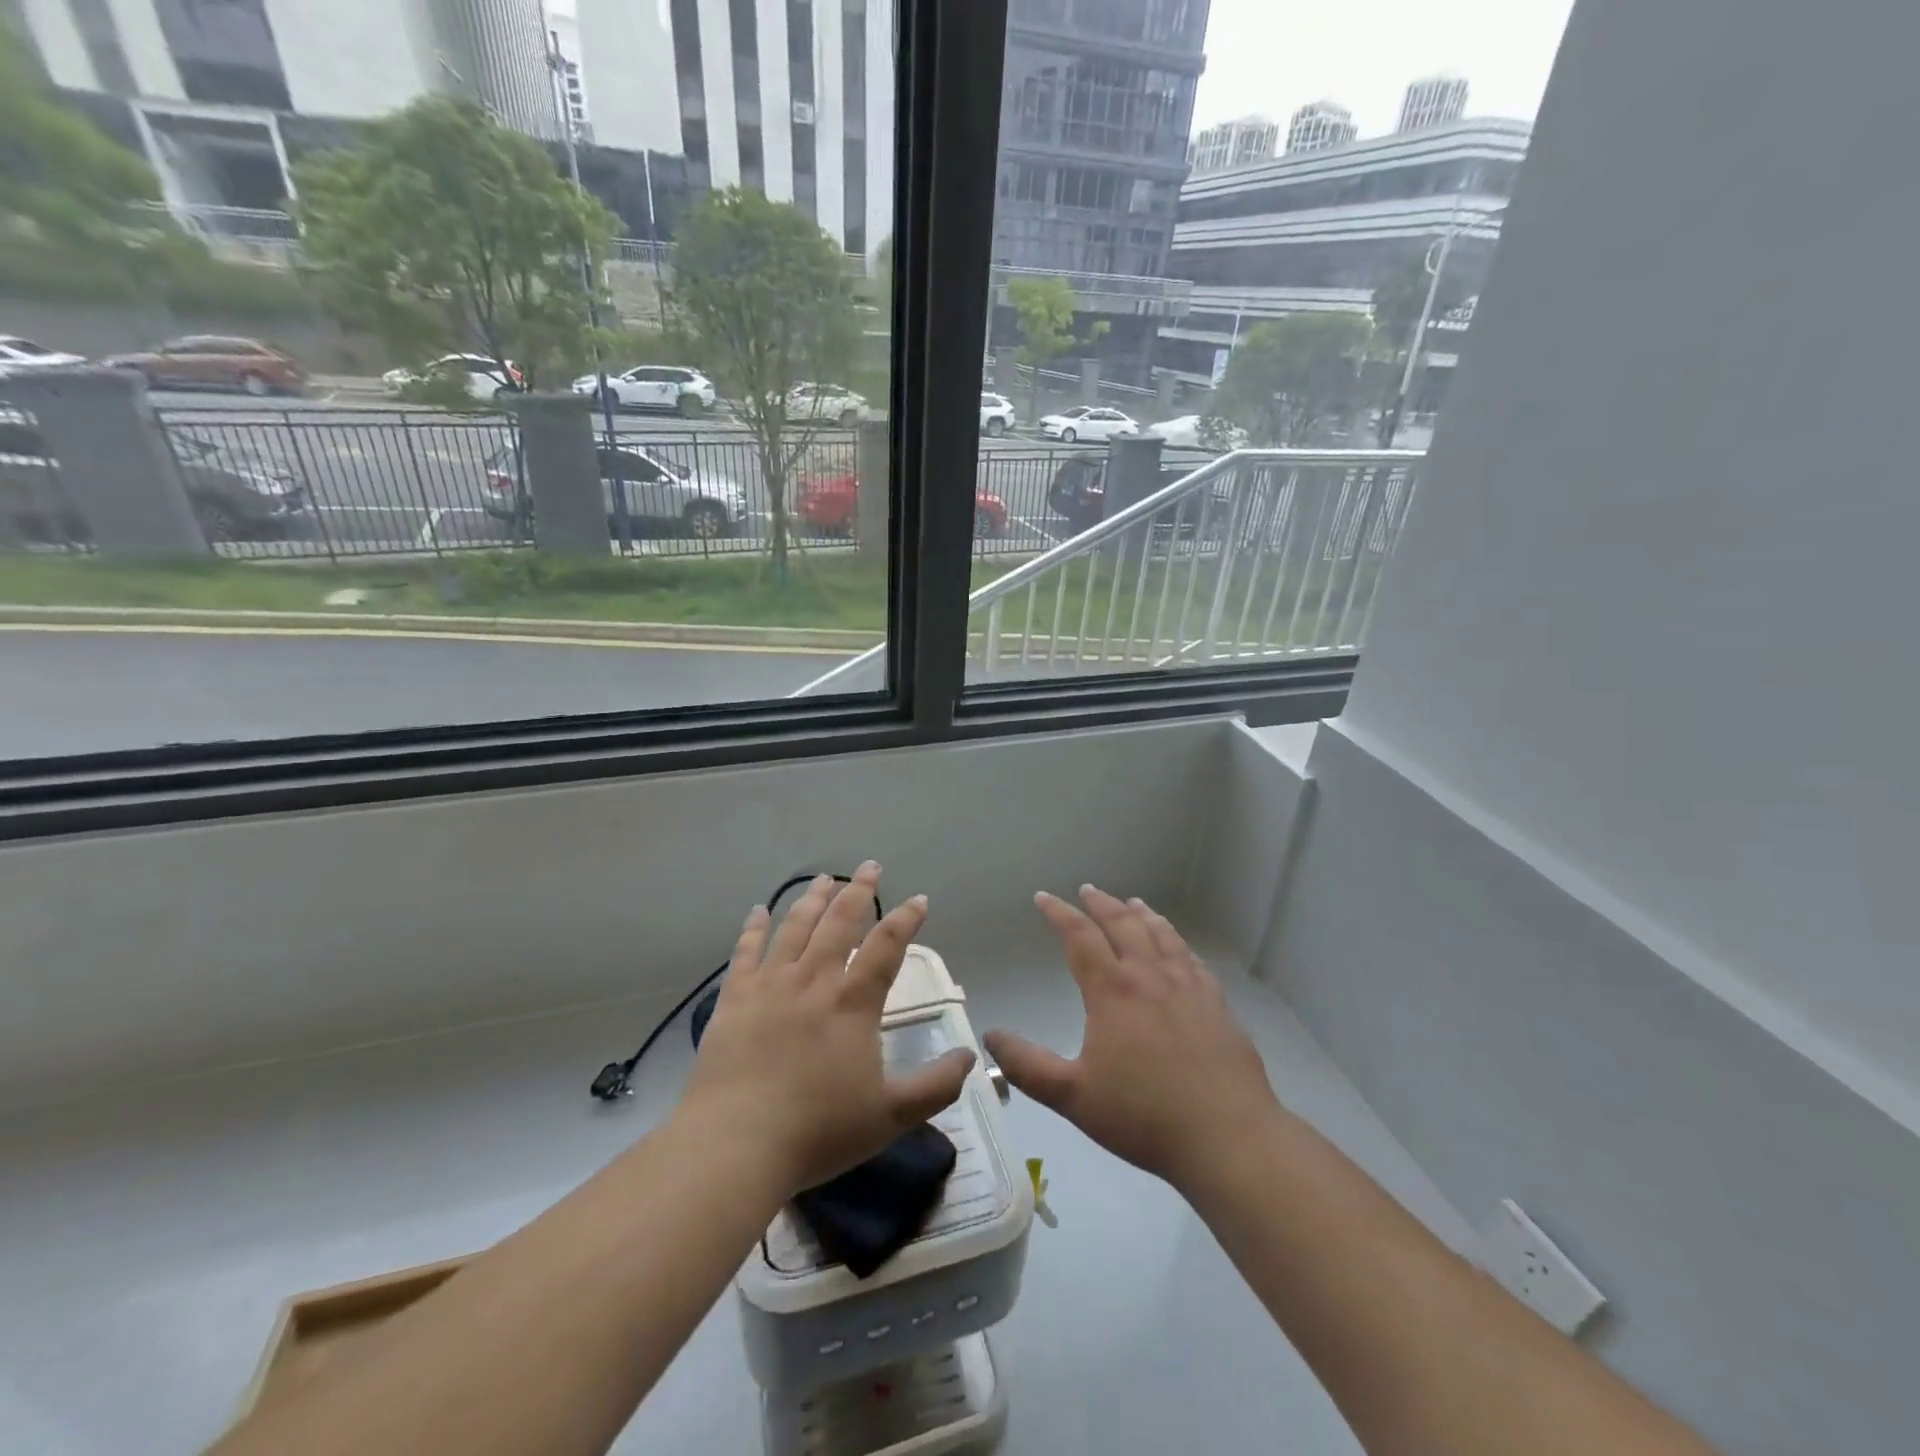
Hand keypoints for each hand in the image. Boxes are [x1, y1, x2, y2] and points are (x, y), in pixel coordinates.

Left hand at [680, 864, 975, 1196]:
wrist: (735, 1146)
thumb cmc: (818, 1130)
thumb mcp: (891, 1115)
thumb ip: (936, 1086)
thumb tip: (969, 1057)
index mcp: (853, 1003)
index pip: (887, 946)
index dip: (906, 919)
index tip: (919, 900)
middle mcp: (813, 981)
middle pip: (839, 922)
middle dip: (858, 891)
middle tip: (869, 867)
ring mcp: (770, 986)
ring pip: (794, 928)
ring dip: (812, 899)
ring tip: (823, 878)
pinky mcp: (734, 1000)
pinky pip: (745, 952)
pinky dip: (754, 928)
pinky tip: (758, 911)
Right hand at [985, 886, 1279, 1193]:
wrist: (1226, 1136)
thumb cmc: (1142, 1115)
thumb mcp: (1072, 1096)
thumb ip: (1027, 1065)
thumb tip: (991, 1036)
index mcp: (1112, 990)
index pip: (1080, 937)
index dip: (1059, 913)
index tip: (1044, 898)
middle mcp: (1149, 976)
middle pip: (1122, 925)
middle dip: (1101, 904)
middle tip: (1087, 890)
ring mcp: (1188, 987)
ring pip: (1161, 935)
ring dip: (1141, 915)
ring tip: (1132, 903)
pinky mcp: (1216, 1004)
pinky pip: (1192, 958)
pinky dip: (1177, 940)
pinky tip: (1178, 946)